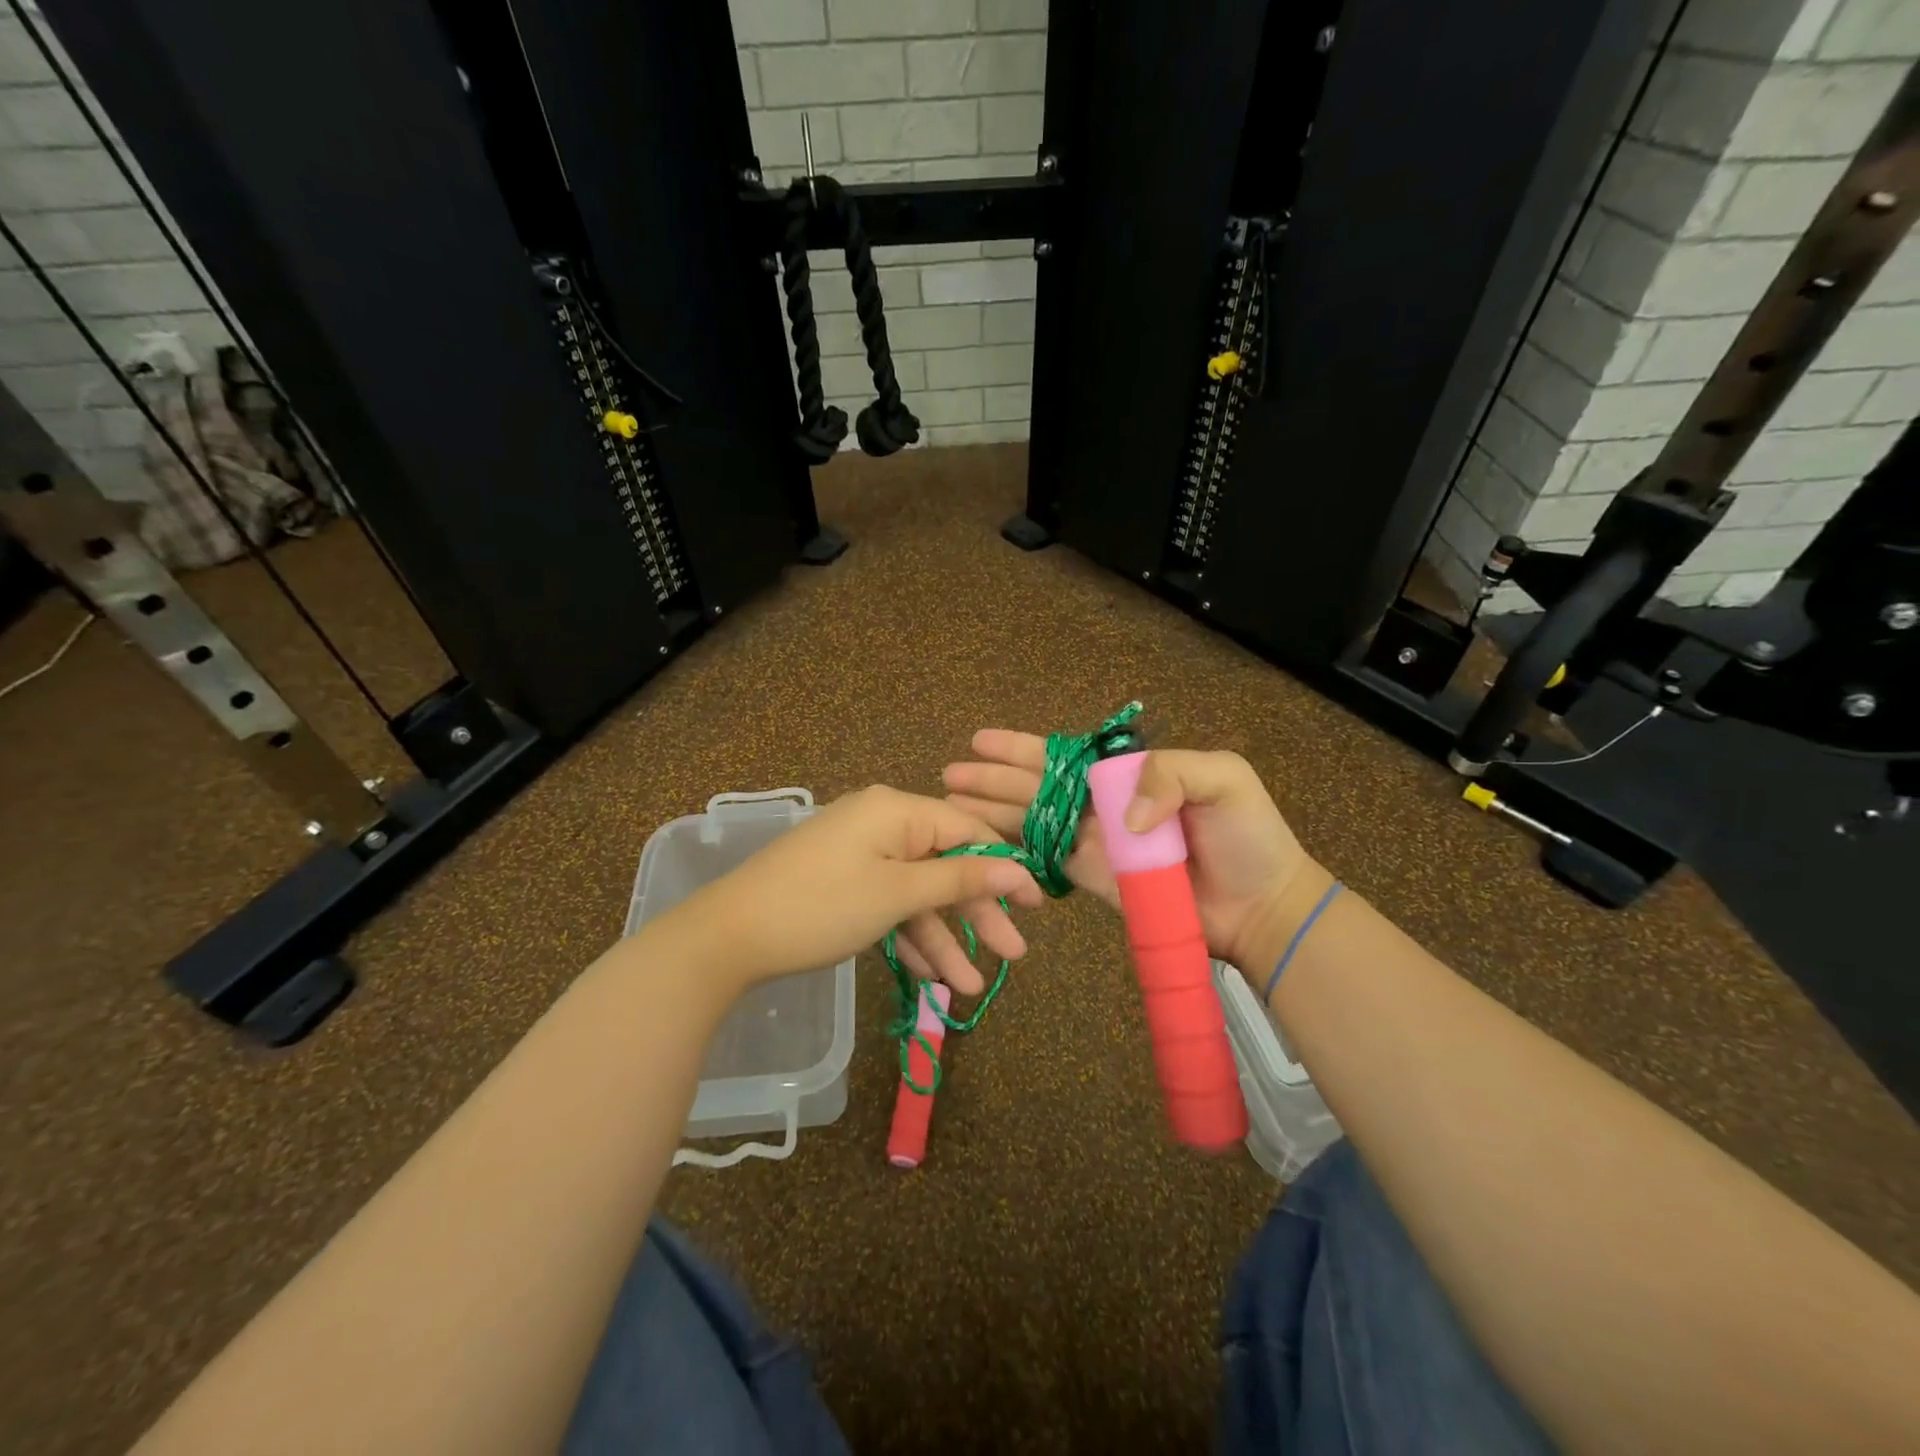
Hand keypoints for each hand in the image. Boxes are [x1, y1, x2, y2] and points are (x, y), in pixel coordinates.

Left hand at [659, 785, 1040, 996]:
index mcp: (896, 810)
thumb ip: (958, 878)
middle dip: (978, 913)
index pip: (967, 830)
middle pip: (945, 865)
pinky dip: (910, 937)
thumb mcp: (896, 894)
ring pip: (918, 893)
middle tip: (1015, 954)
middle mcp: (882, 823)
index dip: (1005, 867)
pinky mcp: (844, 883)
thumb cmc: (821, 906)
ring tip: (972, 987)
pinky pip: (890, 904)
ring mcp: (861, 854)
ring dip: (945, 937)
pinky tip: (932, 977)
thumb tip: (1016, 867)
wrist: (728, 938)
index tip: (1037, 904)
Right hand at [943, 733, 1324, 971]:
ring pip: (1032, 822)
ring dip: (992, 812)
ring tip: (952, 803)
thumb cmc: (1247, 836)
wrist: (1261, 906)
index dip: (1021, 749)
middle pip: (1036, 787)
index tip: (980, 741)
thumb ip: (1168, 774)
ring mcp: (1095, 844)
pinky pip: (1047, 862)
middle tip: (949, 775)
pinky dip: (1015, 853)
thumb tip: (1120, 817)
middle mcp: (1103, 805)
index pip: (1063, 756)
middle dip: (993, 779)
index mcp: (1127, 775)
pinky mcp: (1094, 880)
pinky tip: (984, 846)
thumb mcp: (1222, 779)